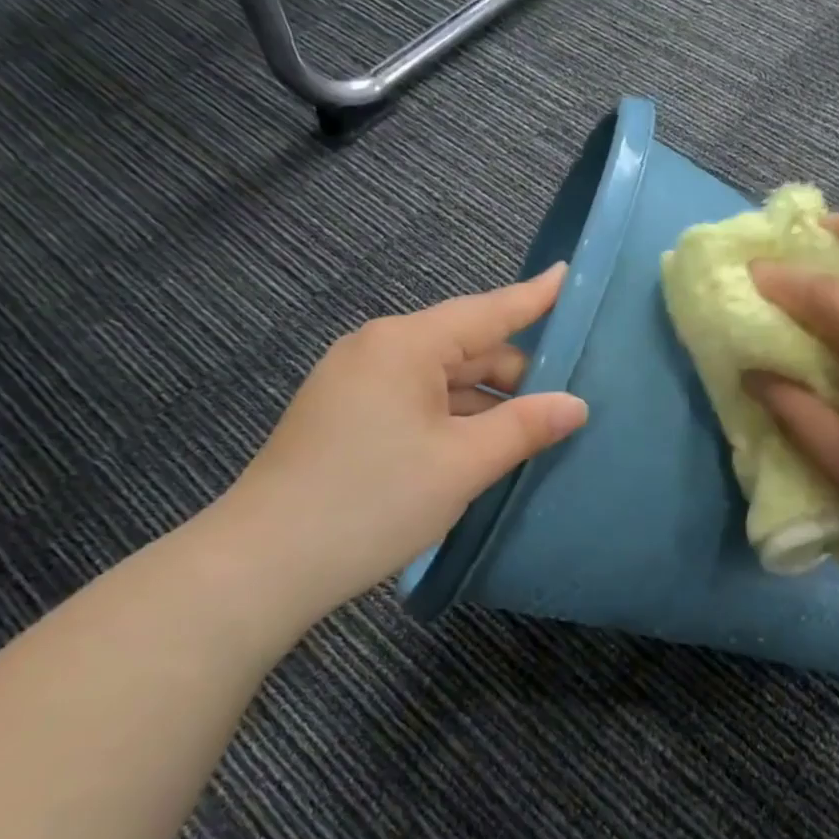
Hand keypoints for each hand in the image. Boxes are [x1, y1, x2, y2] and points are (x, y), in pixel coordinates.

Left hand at [206, 264, 587, 626]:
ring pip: (440, 379)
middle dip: (515, 373)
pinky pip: (416, 401)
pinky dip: (452, 417)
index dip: (534, 296)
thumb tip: (576, 405)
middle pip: (465, 347)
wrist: (262, 565)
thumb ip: (525, 427)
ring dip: (484, 402)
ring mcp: (355, 382)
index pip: (487, 311)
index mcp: (405, 345)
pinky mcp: (344, 415)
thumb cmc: (373, 501)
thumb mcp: (463, 464)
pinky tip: (478, 447)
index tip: (567, 273)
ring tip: (531, 432)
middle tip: (566, 401)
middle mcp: (378, 349)